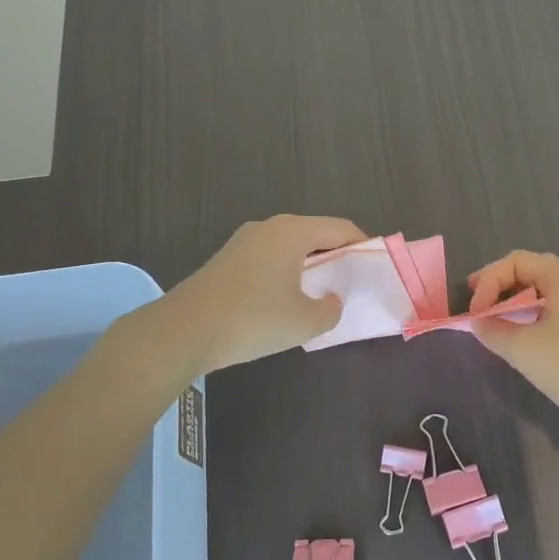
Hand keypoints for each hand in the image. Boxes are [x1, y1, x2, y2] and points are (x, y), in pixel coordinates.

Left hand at [161, 215, 364, 372]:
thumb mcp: (306, 321)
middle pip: (314, 234)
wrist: (183, 332)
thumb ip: (331, 309)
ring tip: (321, 294)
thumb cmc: (253, 320)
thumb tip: (331, 300)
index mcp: (292, 232)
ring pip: (289, 247)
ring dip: (309, 266)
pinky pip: (269, 259)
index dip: (362, 245)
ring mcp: (243, 242)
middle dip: (336, 256)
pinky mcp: (226, 261)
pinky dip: (286, 273)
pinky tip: (285, 300)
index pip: (340, 228)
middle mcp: (268, 227)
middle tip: (351, 282)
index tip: (375, 266)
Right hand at [467, 250, 558, 438]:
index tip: (475, 313)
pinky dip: (529, 321)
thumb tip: (477, 323)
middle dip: (499, 286)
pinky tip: (519, 342)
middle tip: (477, 306)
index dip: (489, 280)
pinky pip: (552, 315)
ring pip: (542, 296)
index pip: (516, 261)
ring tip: (493, 325)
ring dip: (514, 305)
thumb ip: (493, 331)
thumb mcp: (523, 348)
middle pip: (530, 273)